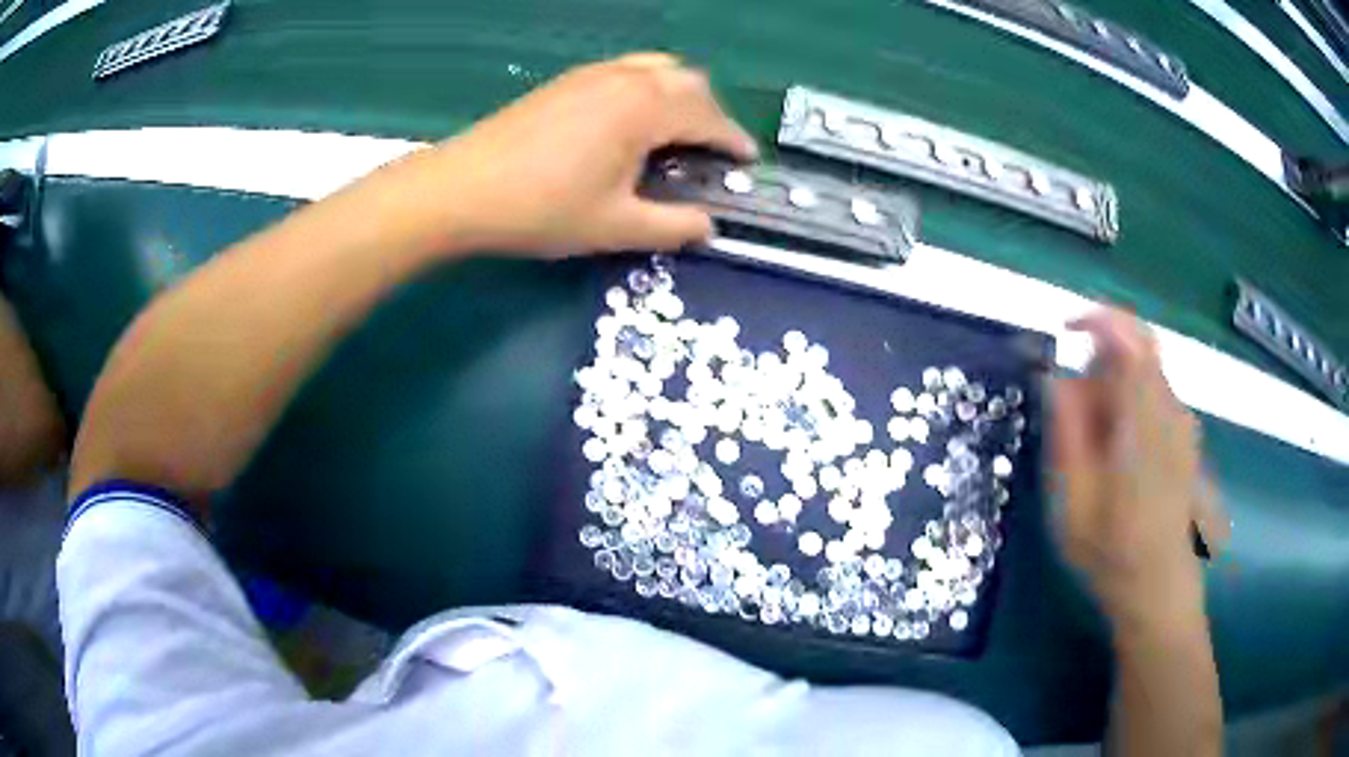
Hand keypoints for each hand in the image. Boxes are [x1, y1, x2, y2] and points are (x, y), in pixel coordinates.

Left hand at [422, 52, 756, 256]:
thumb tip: (708, 227)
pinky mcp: (566, 81)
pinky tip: (631, 121)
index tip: (748, 162)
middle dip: (711, 113)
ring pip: (657, 69)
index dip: (734, 140)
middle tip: (711, 151)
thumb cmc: (541, 209)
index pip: (708, 117)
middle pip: (689, 81)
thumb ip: (673, 227)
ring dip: (679, 95)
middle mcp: (625, 78)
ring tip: (676, 132)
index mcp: (645, 108)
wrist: (461, 189)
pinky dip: (647, 88)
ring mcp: (592, 74)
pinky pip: (626, 71)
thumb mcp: (615, 226)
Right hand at [1052, 310, 1225, 625]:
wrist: (1160, 589)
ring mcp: (1181, 422)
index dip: (1096, 320)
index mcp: (1144, 422)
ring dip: (1110, 391)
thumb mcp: (1073, 502)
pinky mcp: (1184, 435)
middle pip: (1133, 352)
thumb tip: (1053, 375)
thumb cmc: (1112, 554)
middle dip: (1096, 367)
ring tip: (1091, 449)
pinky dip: (1127, 406)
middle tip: (1071, 417)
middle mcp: (1170, 409)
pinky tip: (1115, 457)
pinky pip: (1152, 396)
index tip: (1062, 332)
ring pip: (1142, 374)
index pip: (1130, 338)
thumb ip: (1066, 433)